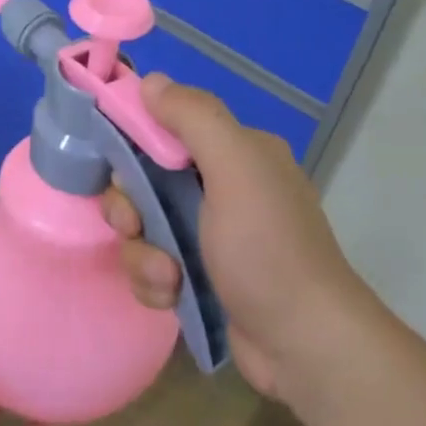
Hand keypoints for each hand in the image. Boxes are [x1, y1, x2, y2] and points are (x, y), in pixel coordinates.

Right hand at [103, 74, 386, 401]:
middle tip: (136, 227)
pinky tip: (171, 297)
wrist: (302, 344)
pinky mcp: (200, 278)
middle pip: (144, 184)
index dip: (134, 148)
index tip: (122, 174)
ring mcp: (211, 237)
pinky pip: (153, 267)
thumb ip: (194, 118)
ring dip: (143, 255)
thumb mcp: (236, 170)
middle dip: (131, 210)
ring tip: (167, 277)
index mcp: (236, 154)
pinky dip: (155, 283)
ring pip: (143, 231)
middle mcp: (223, 189)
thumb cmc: (268, 251)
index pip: (166, 131)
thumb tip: (151, 81)